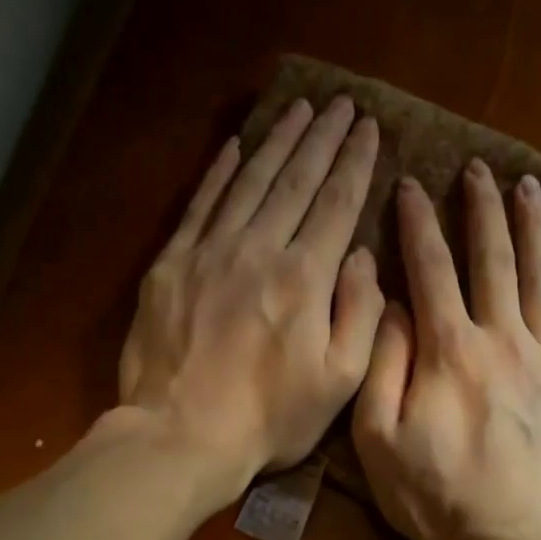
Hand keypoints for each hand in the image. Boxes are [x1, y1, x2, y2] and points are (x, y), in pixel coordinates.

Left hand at [119, 96, 383, 496]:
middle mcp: (258, 249)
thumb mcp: (339, 383)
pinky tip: (234, 145)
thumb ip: (360, 315)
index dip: (355, 163)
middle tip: (342, 105)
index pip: (337, 204)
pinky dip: (219, 171)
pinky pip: (199, 204)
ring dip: (277, 141)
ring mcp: (209, 252)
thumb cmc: (268, 420)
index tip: (370, 128)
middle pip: (296, 181)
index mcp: (304, 278)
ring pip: (249, 181)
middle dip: (323, 139)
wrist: (181, 435)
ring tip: (300, 110)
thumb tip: (361, 258)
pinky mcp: (170, 265)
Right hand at [353, 161, 540, 539]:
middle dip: (482, 208)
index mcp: (448, 350)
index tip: (410, 184)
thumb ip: (382, 364)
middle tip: (478, 168)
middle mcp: (503, 341)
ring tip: (530, 186)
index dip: (417, 223)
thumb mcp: (377, 437)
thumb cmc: (432, 496)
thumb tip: (390, 303)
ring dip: (535, 229)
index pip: (429, 269)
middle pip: (493, 259)